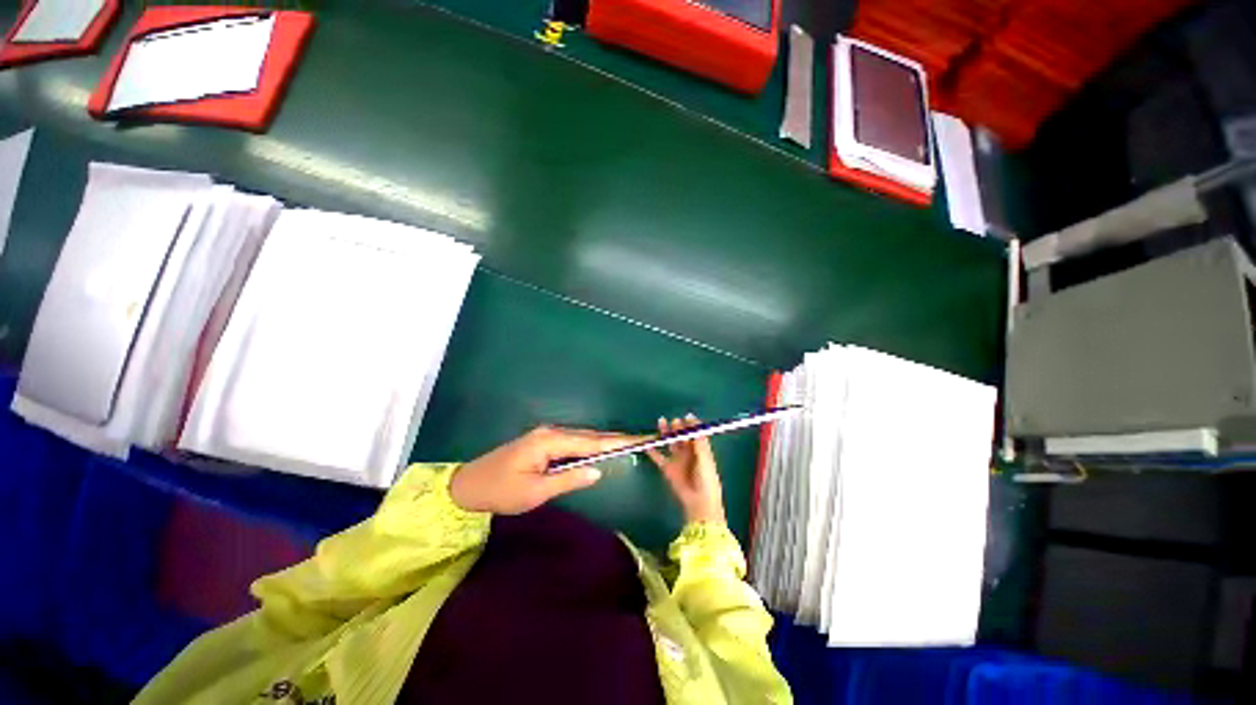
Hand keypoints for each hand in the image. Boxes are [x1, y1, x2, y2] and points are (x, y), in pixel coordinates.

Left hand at [450, 426, 643, 514]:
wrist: (467, 486)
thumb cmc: (501, 492)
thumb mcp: (535, 492)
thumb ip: (568, 479)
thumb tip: (598, 471)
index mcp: (550, 441)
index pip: (591, 442)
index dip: (617, 442)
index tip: (639, 439)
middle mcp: (551, 432)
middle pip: (589, 436)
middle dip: (615, 438)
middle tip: (640, 439)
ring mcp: (546, 435)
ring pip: (582, 437)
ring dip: (604, 441)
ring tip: (627, 443)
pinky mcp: (542, 441)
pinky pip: (572, 441)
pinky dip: (589, 445)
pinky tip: (599, 449)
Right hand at [646, 415, 726, 524]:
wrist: (699, 501)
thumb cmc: (706, 478)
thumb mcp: (704, 456)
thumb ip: (698, 439)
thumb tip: (693, 420)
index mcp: (701, 450)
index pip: (695, 434)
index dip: (692, 425)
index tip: (687, 416)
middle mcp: (689, 453)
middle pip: (682, 437)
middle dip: (678, 427)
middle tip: (674, 420)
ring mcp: (677, 460)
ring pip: (670, 443)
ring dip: (666, 433)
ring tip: (662, 422)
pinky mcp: (668, 469)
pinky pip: (658, 457)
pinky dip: (652, 451)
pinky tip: (647, 443)